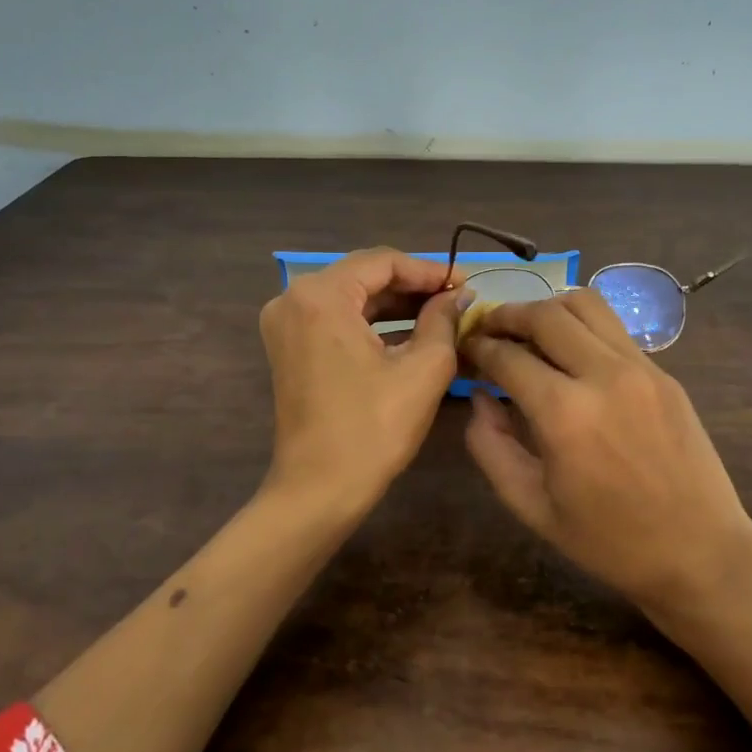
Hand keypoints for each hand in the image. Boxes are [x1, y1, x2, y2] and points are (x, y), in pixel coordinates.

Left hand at [259, 248, 471, 518]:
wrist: (319, 490)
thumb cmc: (373, 428)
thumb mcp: (423, 368)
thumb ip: (443, 319)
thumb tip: (458, 295)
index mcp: (321, 295)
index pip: (384, 262)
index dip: (430, 270)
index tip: (466, 283)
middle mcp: (293, 298)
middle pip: (364, 275)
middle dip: (413, 285)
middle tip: (457, 297)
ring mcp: (285, 323)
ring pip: (352, 297)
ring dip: (395, 304)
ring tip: (441, 313)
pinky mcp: (289, 347)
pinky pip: (337, 319)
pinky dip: (373, 322)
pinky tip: (410, 332)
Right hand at [462, 289, 751, 611]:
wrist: (700, 552)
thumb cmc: (609, 541)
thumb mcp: (532, 506)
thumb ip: (491, 446)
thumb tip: (481, 397)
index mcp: (564, 414)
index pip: (507, 356)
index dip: (477, 347)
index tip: (465, 348)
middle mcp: (602, 375)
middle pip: (544, 314)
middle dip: (507, 315)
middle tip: (489, 331)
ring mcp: (640, 368)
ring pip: (585, 304)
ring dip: (548, 309)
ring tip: (530, 331)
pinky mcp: (664, 372)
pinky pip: (614, 328)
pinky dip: (582, 326)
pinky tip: (572, 352)